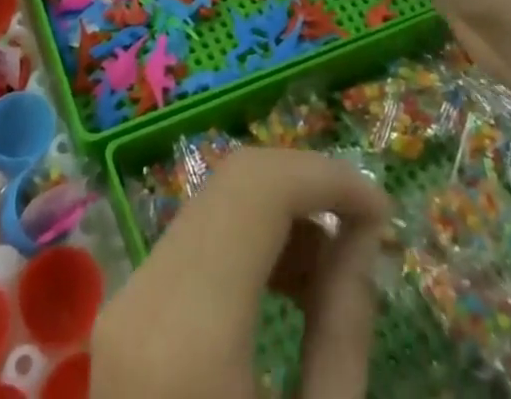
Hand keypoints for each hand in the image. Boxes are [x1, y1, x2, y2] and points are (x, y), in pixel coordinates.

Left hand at [92, 147, 390, 398]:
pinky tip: (288, 285)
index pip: (258, 190)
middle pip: (233, 183)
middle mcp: (144, 293)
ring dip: (280, 213)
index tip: (385, 210)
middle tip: (367, 232)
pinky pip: (195, 240)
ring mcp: (126, 300)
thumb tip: (364, 236)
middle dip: (308, 188)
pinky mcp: (126, 313)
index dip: (327, 178)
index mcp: (188, 331)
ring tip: (336, 267)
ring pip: (213, 204)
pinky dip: (248, 240)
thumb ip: (343, 329)